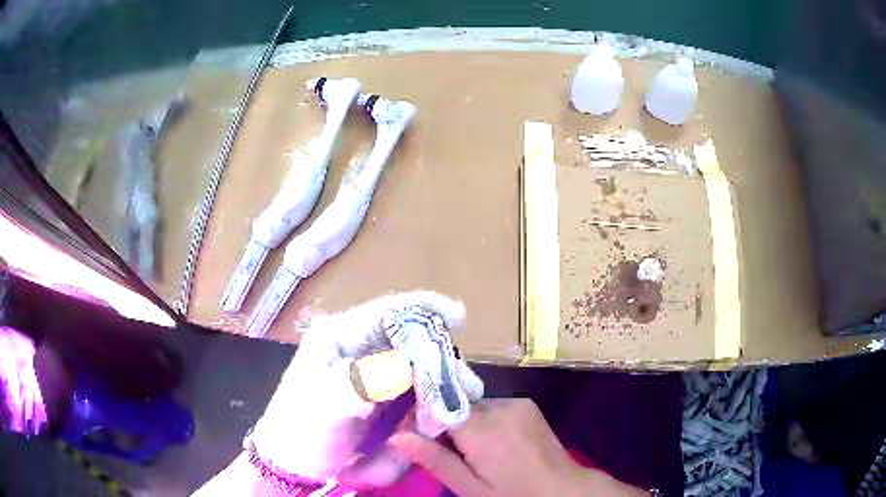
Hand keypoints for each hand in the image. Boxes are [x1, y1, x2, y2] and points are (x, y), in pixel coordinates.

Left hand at [247, 291, 483, 487]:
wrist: (293, 461)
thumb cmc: (300, 431)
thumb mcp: (322, 408)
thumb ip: (356, 385)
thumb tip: (401, 367)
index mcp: (339, 337)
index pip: (387, 312)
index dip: (425, 308)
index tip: (459, 317)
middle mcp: (357, 347)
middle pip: (410, 339)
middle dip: (442, 360)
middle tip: (468, 386)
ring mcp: (369, 370)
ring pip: (416, 365)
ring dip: (440, 384)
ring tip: (462, 403)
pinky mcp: (378, 393)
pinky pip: (412, 390)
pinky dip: (429, 403)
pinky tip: (438, 418)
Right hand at [391, 398, 647, 496]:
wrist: (563, 489)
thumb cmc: (514, 494)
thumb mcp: (471, 488)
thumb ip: (436, 460)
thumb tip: (396, 436)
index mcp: (483, 429)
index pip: (437, 407)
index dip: (420, 419)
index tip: (410, 435)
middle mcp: (500, 406)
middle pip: (455, 406)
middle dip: (442, 423)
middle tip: (440, 450)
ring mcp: (516, 402)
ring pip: (472, 406)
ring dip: (463, 422)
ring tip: (469, 451)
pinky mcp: (527, 404)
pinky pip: (492, 406)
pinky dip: (483, 420)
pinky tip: (490, 442)